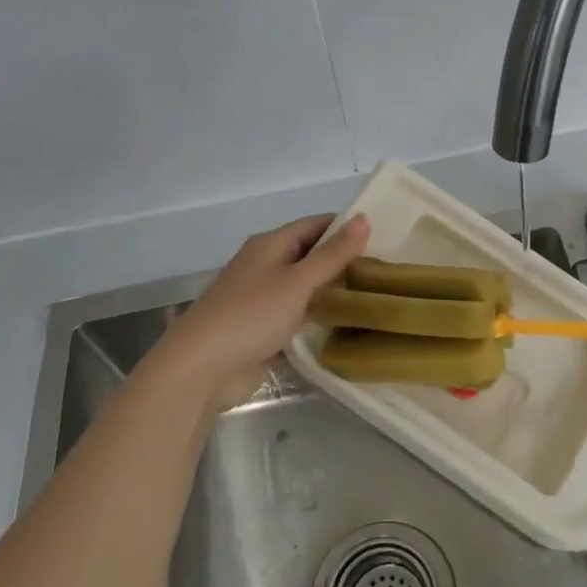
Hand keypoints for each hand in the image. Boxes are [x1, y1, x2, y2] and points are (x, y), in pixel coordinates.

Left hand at [151, 213, 370, 407]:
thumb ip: (333, 254)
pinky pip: (296, 316)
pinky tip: (344, 326)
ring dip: (331, 291)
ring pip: (304, 288)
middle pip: (309, 255)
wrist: (202, 368)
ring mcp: (261, 299)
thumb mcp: (298, 282)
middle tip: (384, 269)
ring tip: (373, 296)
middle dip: (342, 261)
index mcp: (269, 245)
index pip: (314, 224)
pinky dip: (317, 317)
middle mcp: (264, 266)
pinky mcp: (261, 329)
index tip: (383, 235)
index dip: (345, 226)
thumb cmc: (251, 315)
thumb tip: (364, 218)